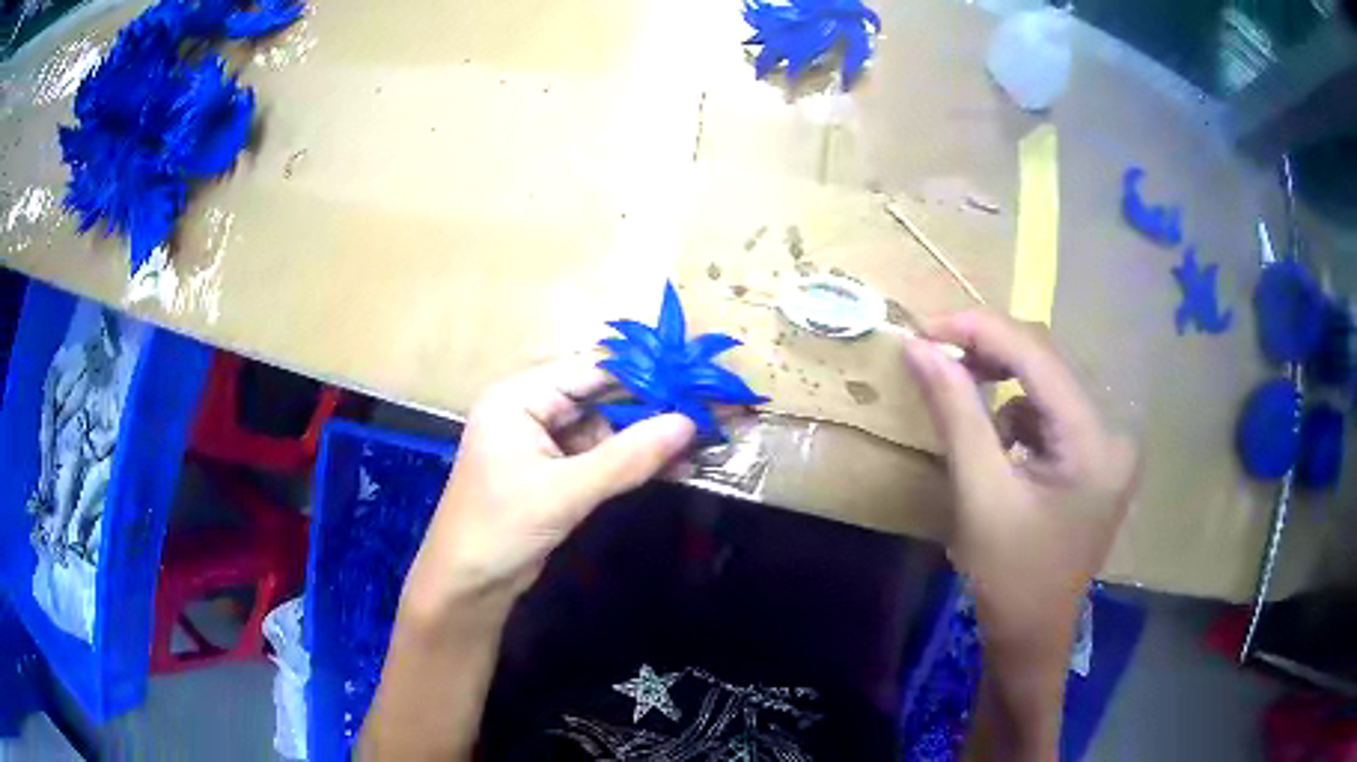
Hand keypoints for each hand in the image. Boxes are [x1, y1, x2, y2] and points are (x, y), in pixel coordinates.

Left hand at [402, 360, 695, 617]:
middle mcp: (528, 410)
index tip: (695, 385)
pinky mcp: (551, 472)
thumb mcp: (564, 492)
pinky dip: (629, 462)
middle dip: (649, 411)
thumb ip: (627, 458)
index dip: (643, 377)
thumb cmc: (500, 529)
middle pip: (599, 398)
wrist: (466, 586)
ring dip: (644, 440)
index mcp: (518, 398)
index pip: (590, 372)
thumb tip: (689, 423)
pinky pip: (597, 456)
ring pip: (603, 429)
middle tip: (704, 417)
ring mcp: (540, 442)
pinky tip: (669, 466)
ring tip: (696, 445)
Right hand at [901, 311, 1137, 655]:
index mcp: (1095, 442)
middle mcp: (1113, 432)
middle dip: (989, 355)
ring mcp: (1109, 446)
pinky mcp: (1096, 458)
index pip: (1038, 357)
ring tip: (970, 417)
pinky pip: (1052, 414)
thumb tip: (919, 348)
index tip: (924, 327)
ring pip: (1048, 386)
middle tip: (934, 356)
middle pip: (1047, 365)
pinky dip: (1019, 417)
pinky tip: (1003, 451)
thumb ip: (955, 411)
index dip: (979, 331)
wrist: (1031, 636)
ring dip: (1003, 387)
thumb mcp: (979, 493)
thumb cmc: (1007, 577)